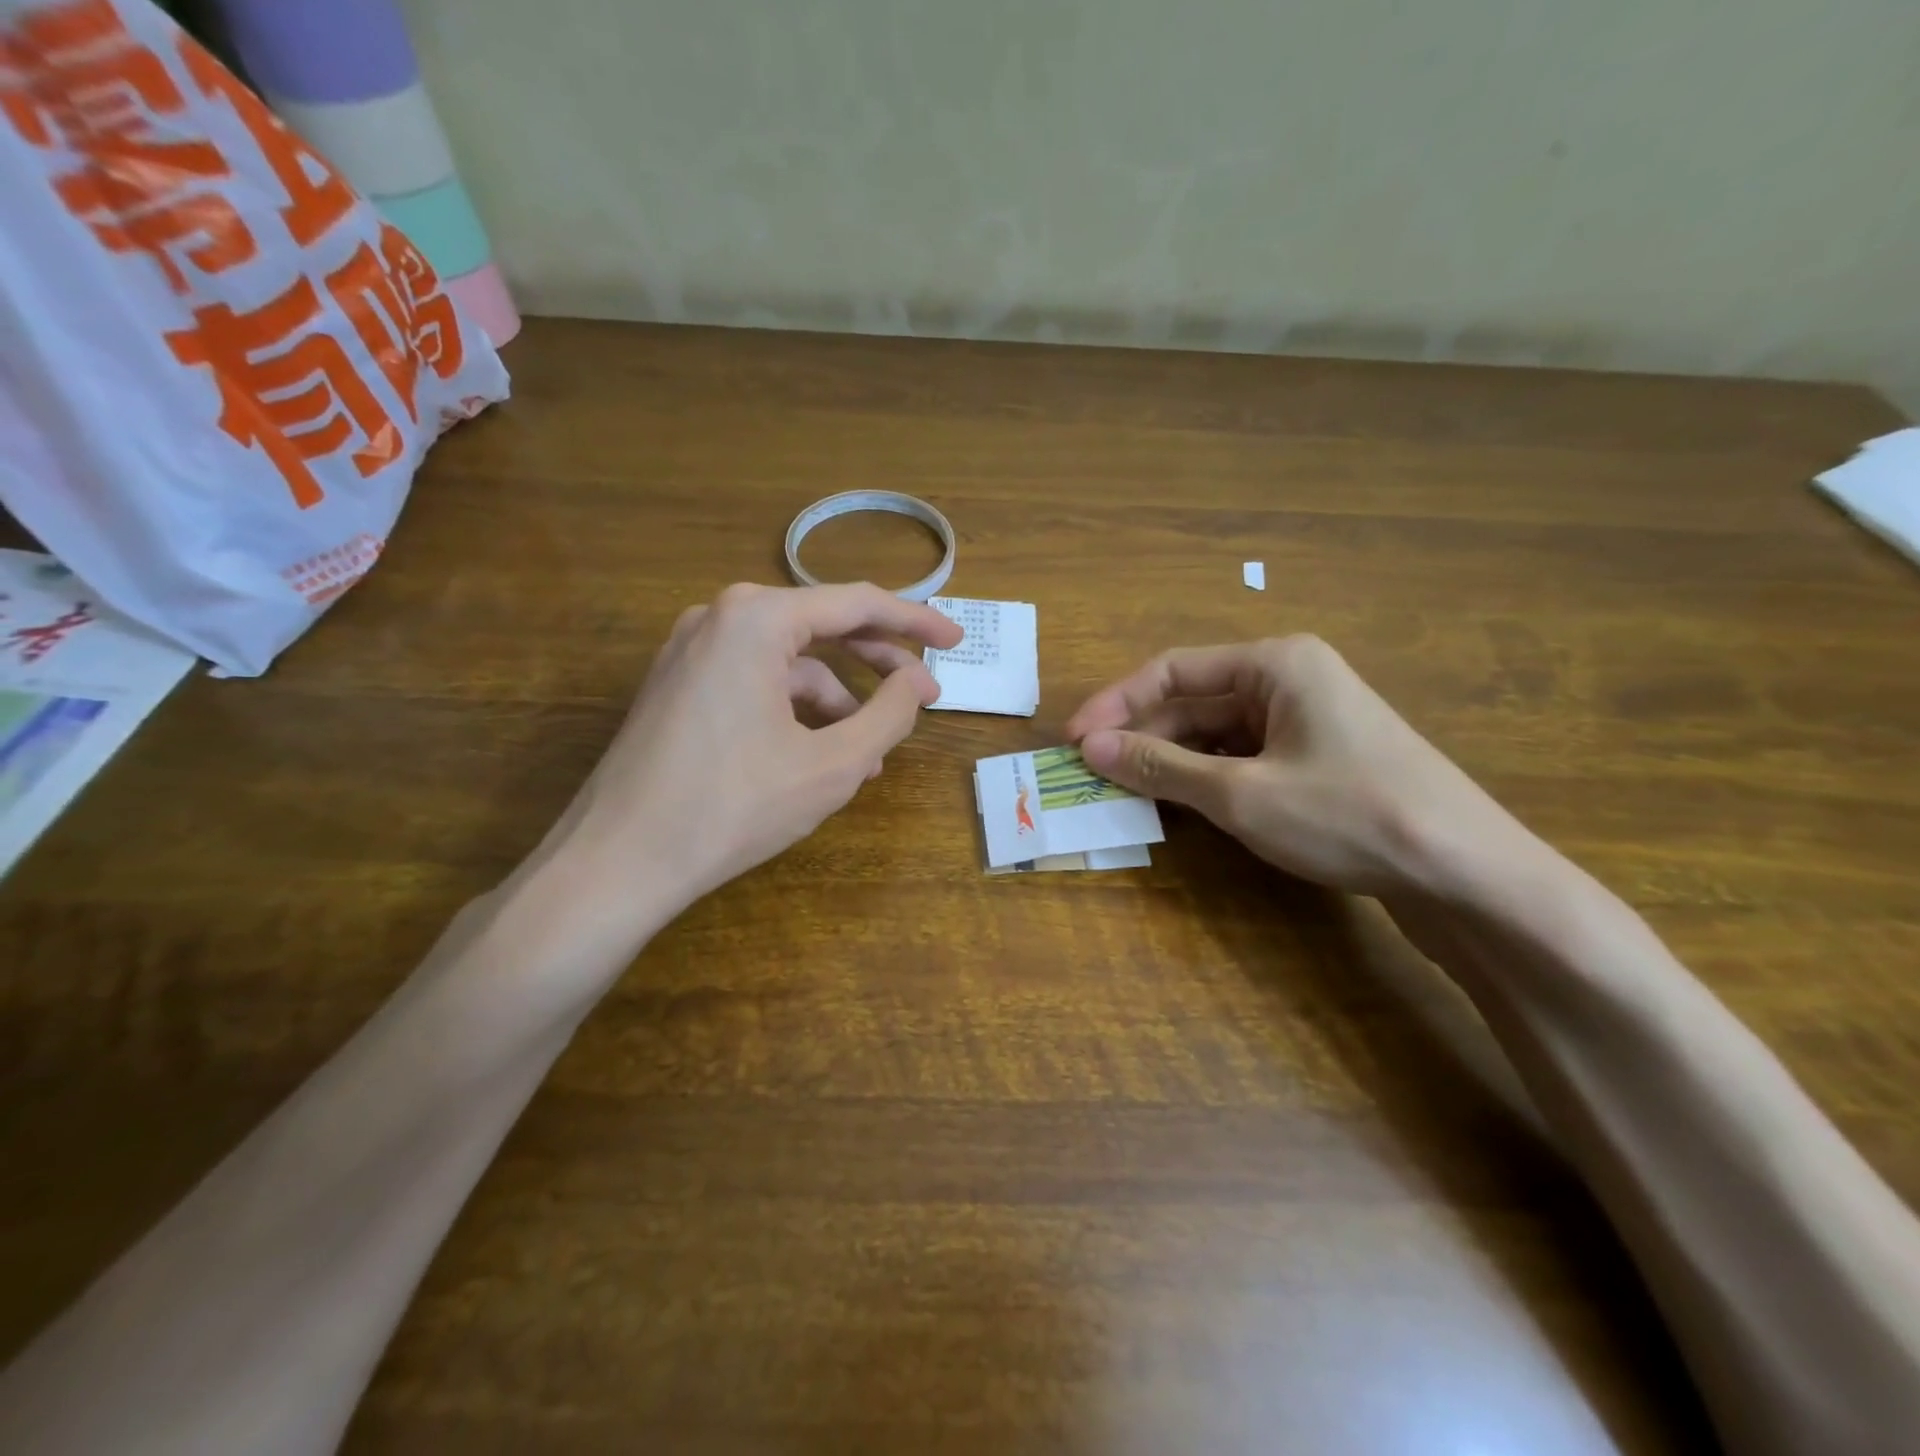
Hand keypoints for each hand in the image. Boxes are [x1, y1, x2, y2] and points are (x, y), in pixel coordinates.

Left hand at [545, 582, 961, 924]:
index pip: (857, 603)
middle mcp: (720, 617)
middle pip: (820, 626)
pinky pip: (755, 683)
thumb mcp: (832, 764)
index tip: (956, 640)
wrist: (617, 862)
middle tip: (925, 691)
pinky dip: (795, 711)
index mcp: (757, 618)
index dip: (915, 622)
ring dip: (837, 700)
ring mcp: (691, 651)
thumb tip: (918, 682)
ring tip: (871, 753)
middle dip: (877, 661)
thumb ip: (889, 715)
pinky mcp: (677, 686)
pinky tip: (818, 756)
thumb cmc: (733, 807)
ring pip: (787, 662)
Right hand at [1065, 635, 1529, 897]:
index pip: (1173, 670)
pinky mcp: (1319, 759)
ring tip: (1127, 792)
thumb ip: (1159, 766)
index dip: (1116, 703)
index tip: (1075, 741)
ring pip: (1217, 732)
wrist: (1466, 874)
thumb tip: (1090, 748)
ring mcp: (1308, 720)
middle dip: (1143, 736)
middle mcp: (1290, 679)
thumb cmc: (1347, 815)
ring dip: (1171, 760)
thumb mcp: (1239, 793)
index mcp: (1275, 663)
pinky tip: (1182, 804)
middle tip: (1095, 774)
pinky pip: (1244, 756)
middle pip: (1195, 700)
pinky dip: (1207, 777)